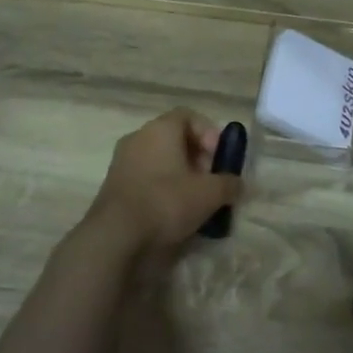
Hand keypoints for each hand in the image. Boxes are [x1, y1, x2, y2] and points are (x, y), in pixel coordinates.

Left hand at [85, 109, 241, 252]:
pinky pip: (145, 178)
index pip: (189, 116)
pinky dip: (162, 189)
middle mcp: (138, 137)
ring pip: (159, 160)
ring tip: (194, 200)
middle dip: (197, 157)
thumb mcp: (210, 194)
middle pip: (174, 138)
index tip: (218, 157)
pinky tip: (172, 212)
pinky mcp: (113, 186)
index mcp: (161, 128)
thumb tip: (239, 185)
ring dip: (180, 175)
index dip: (209, 133)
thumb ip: (229, 184)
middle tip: (210, 181)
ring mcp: (122, 162)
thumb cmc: (166, 202)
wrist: (115, 237)